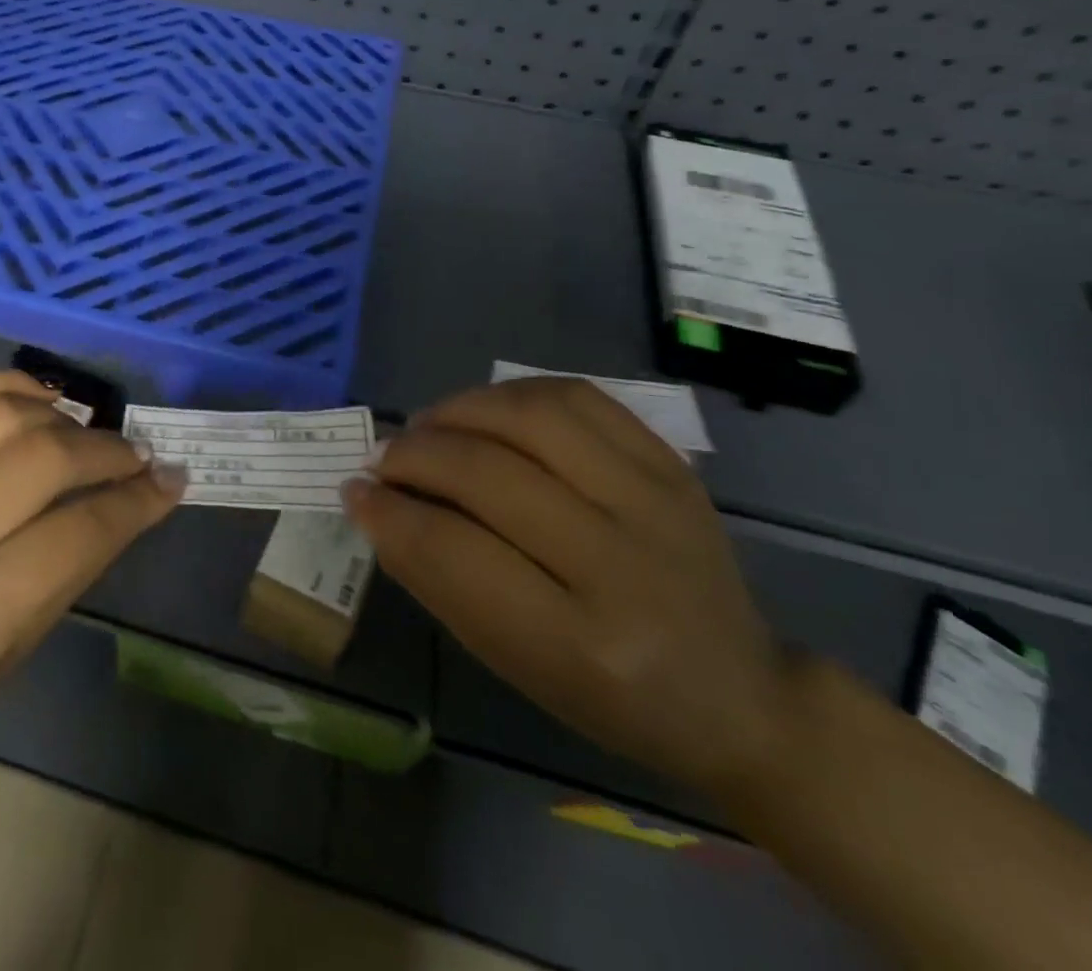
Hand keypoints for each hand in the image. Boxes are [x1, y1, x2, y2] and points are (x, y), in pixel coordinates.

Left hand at [0, 371, 182, 776]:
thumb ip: (81, 558)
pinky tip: (34, 400)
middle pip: (40, 461)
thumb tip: (147, 490)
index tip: (169, 479)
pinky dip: (2, 385)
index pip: (77, 532)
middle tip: (133, 456)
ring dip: (60, 417)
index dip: (135, 500)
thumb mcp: (21, 644)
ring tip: (83, 433)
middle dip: (105, 451)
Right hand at [344, 377, 792, 800]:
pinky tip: (485, 412)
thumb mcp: (509, 660)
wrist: (738, 695)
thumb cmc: (606, 697)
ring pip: (530, 416)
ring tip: (428, 427)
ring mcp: (655, 502)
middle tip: (383, 460)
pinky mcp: (671, 465)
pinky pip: (577, 397)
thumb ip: (436, 577)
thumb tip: (372, 500)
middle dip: (413, 456)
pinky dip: (511, 394)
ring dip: (457, 411)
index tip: (354, 493)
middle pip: (487, 473)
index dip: (388, 513)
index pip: (453, 552)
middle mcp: (623, 564)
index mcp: (580, 643)